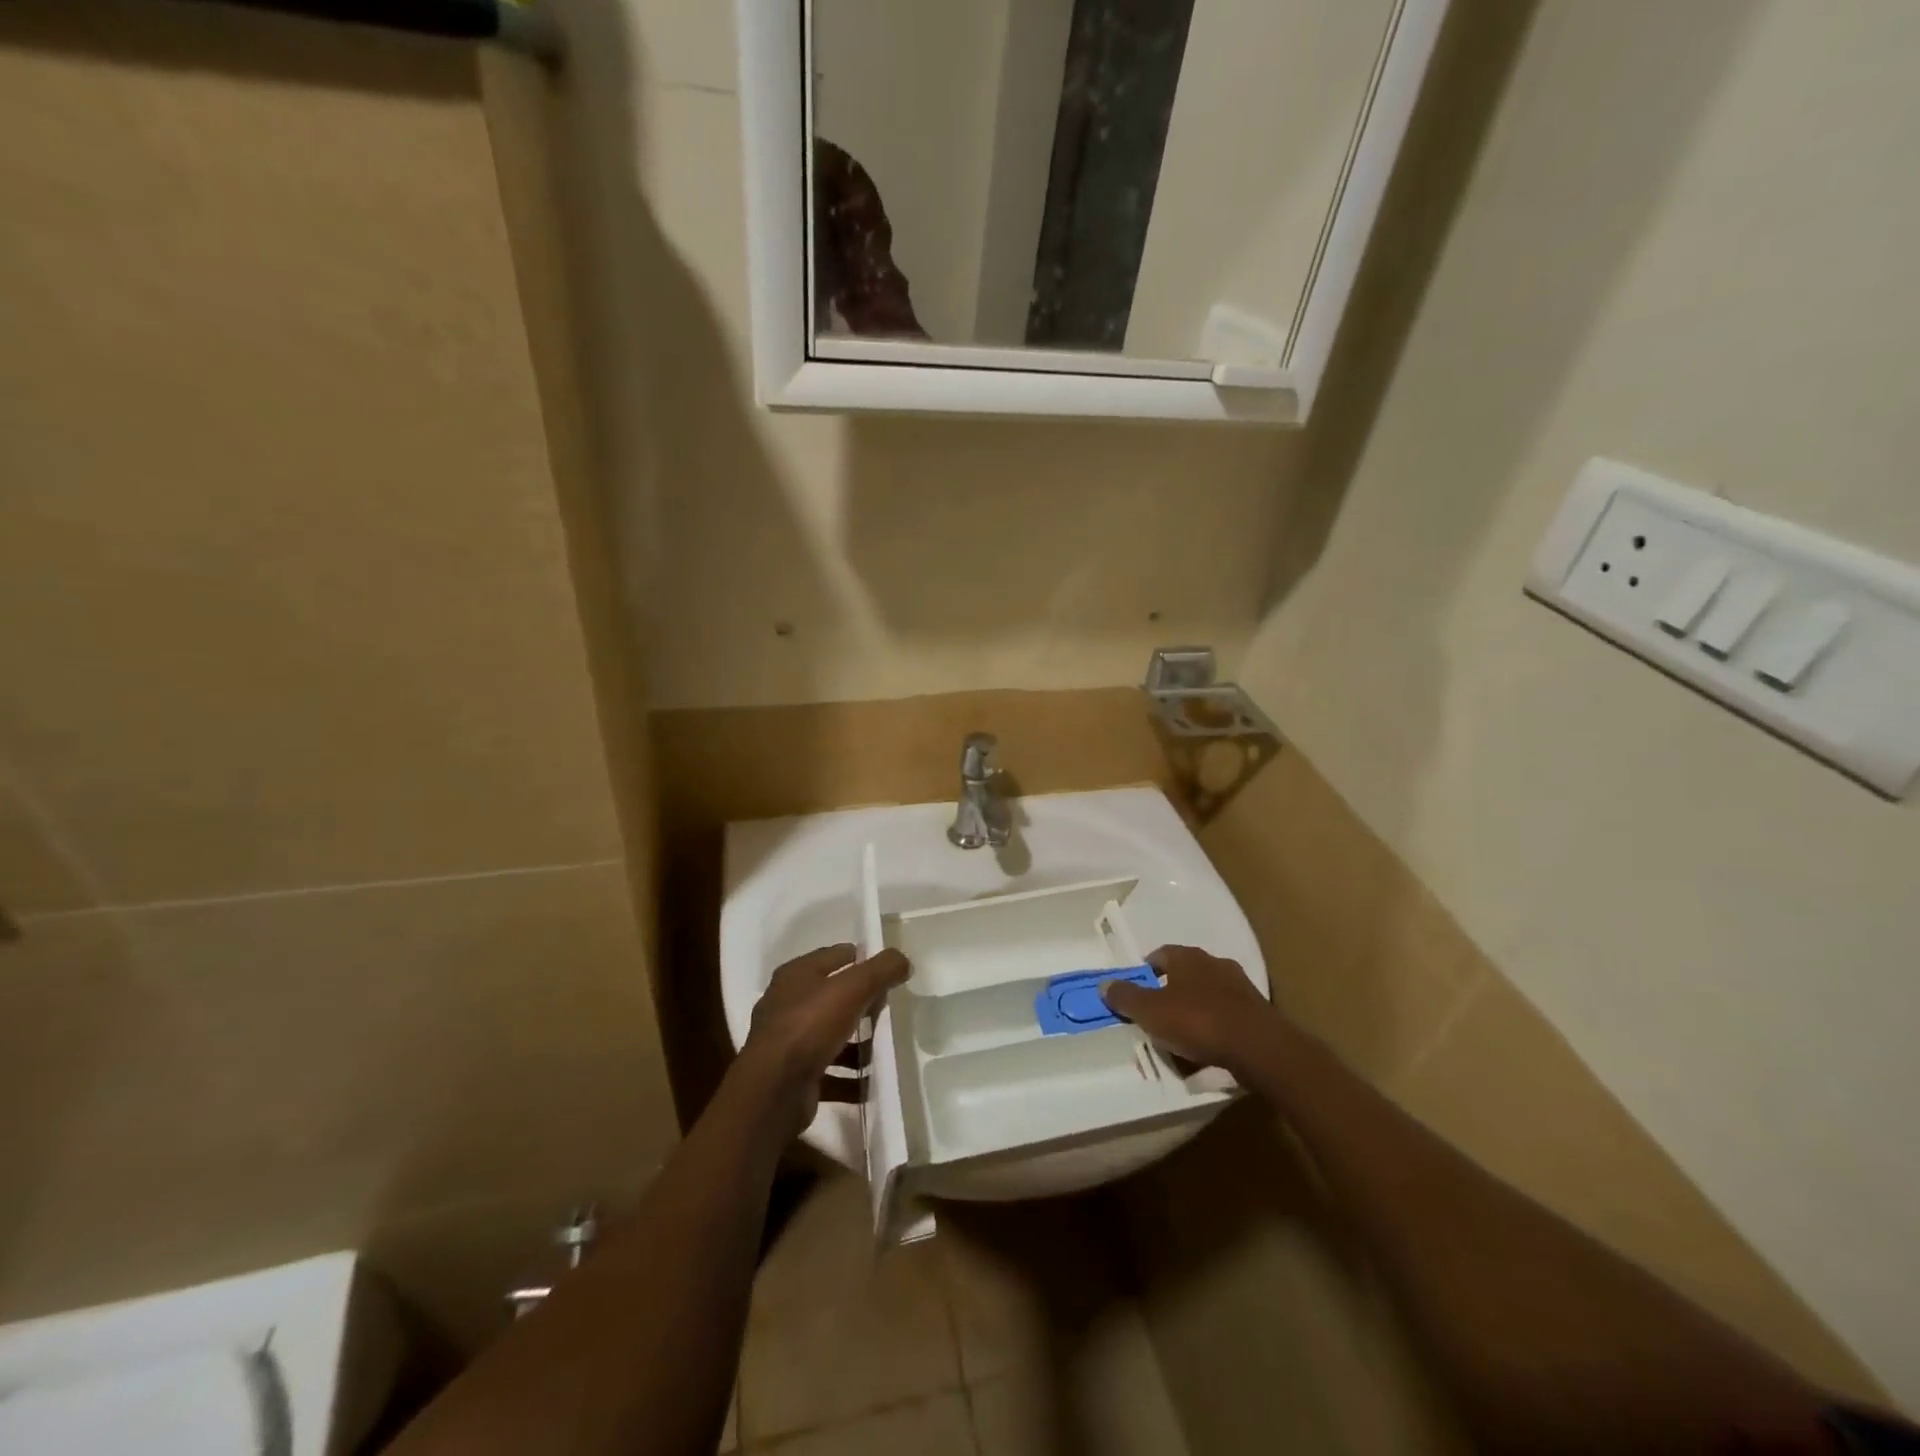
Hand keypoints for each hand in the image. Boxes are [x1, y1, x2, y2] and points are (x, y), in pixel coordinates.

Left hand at [743, 943, 910, 1135]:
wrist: (773, 1090)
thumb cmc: (810, 1026)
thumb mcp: (853, 987)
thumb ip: (881, 969)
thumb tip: (903, 960)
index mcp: (796, 975)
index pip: (834, 956)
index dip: (861, 959)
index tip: (888, 971)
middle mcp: (787, 1004)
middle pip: (833, 996)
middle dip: (861, 1002)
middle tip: (889, 1009)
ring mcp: (788, 1042)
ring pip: (831, 1035)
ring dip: (857, 1044)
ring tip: (884, 1048)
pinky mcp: (793, 1076)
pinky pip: (829, 1072)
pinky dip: (850, 1078)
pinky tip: (871, 1083)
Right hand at [1101, 945, 1278, 1076]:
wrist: (1258, 1047)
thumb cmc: (1197, 1021)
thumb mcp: (1150, 1012)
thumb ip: (1126, 998)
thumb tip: (1104, 984)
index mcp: (1187, 957)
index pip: (1159, 955)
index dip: (1146, 971)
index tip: (1137, 991)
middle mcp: (1215, 963)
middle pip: (1185, 973)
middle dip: (1171, 991)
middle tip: (1158, 1015)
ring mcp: (1240, 986)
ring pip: (1208, 994)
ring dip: (1196, 1009)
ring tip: (1184, 1036)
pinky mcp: (1258, 1011)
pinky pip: (1228, 1015)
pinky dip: (1216, 1026)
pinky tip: (1210, 1048)